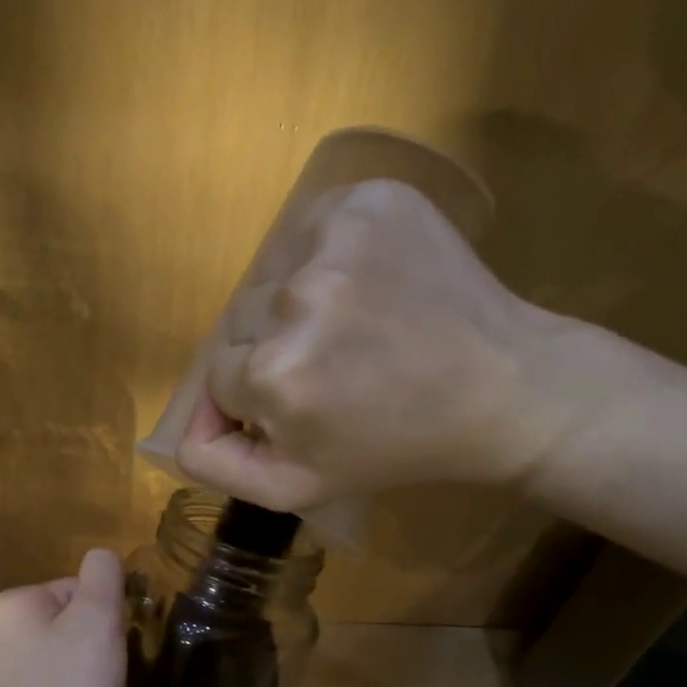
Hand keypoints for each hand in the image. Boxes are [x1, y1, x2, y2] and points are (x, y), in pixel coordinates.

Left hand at [0, 549, 126, 686]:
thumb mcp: (99, 617)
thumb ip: (104, 573)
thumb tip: (103, 559)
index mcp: (9, 604)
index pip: (76, 588)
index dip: (104, 616)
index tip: (109, 649)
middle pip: (66, 617)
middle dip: (92, 639)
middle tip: (104, 673)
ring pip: (59, 650)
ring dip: (83, 666)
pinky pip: (48, 681)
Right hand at [177, 178, 602, 511]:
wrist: (503, 390)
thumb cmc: (394, 448)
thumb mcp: (295, 487)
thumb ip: (215, 464)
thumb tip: (183, 424)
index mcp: (272, 375)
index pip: (221, 376)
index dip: (260, 396)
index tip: (311, 404)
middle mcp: (294, 299)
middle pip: (242, 322)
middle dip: (275, 348)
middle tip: (338, 368)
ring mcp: (336, 240)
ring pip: (273, 276)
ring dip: (299, 302)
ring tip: (358, 326)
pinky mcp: (369, 200)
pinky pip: (309, 229)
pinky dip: (326, 254)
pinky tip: (368, 283)